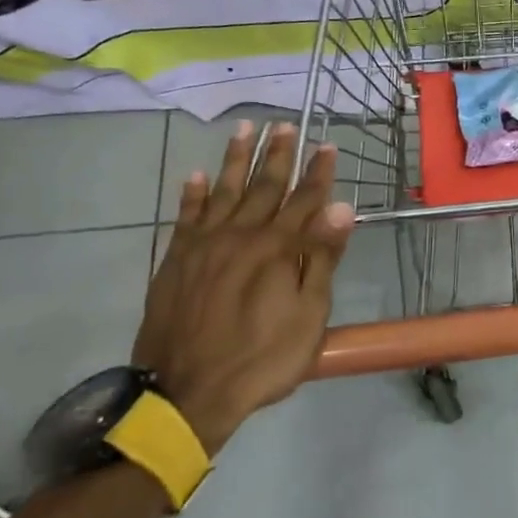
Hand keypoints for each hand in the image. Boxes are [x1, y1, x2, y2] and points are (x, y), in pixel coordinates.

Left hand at [132, 120, 354, 454]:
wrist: (187, 394)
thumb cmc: (262, 359)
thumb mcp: (308, 316)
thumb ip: (321, 258)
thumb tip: (341, 208)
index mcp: (278, 249)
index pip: (305, 200)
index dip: (318, 172)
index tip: (327, 144)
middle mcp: (241, 235)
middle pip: (263, 186)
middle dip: (278, 154)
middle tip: (285, 124)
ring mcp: (204, 246)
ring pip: (222, 190)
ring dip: (234, 159)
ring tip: (243, 129)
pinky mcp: (176, 261)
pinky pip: (185, 217)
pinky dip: (191, 195)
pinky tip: (195, 175)